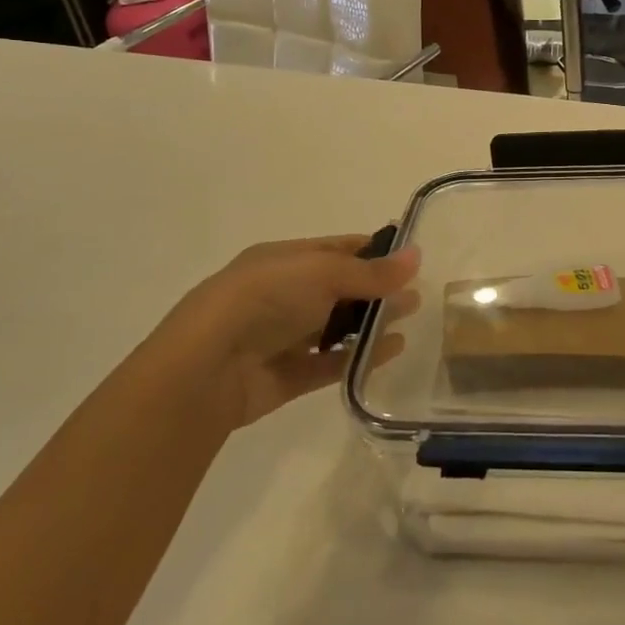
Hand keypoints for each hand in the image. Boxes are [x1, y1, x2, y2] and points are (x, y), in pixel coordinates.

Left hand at [144, 235, 420, 428]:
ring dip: (372, 322)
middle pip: (340, 288)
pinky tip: (391, 351)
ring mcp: (283, 337)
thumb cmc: (264, 300)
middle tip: (418, 292)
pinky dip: (360, 356)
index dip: (373, 250)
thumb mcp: (322, 273)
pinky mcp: (286, 375)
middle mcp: (282, 294)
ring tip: (410, 319)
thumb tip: (417, 255)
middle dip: (378, 289)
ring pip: (336, 326)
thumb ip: (371, 272)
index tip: (410, 257)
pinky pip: (331, 363)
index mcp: (284, 260)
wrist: (206, 367)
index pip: (336, 249)